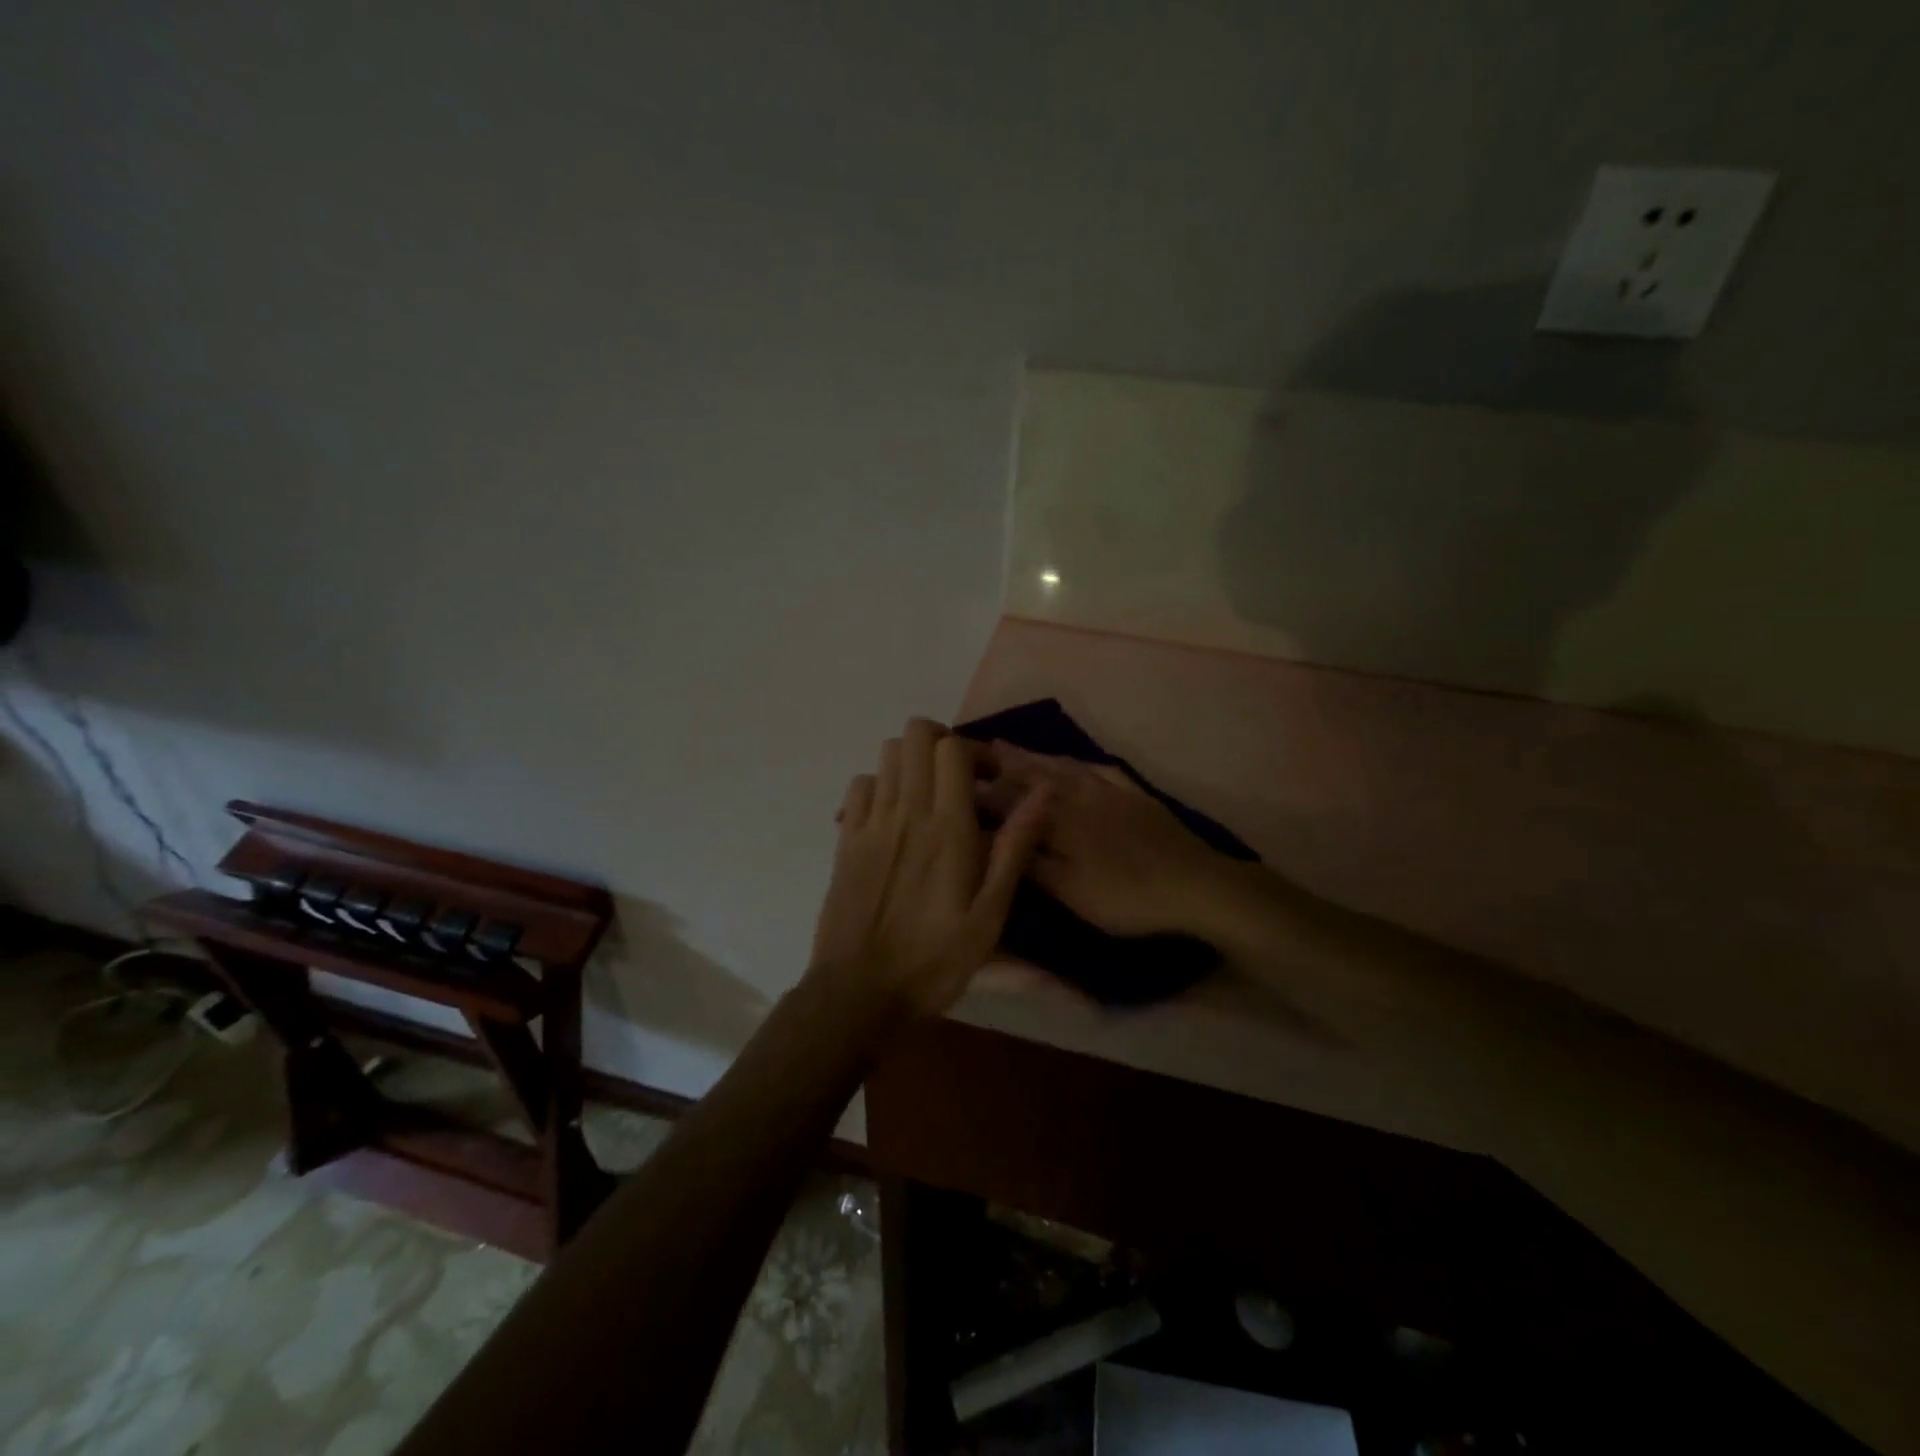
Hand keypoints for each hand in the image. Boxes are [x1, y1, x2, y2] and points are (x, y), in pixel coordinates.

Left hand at [808, 719, 1050, 1025]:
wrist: (859, 991)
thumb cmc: (934, 959)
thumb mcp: (990, 914)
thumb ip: (1014, 848)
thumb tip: (1042, 793)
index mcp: (947, 827)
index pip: (952, 748)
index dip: (975, 751)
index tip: (990, 781)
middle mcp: (905, 811)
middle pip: (916, 734)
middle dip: (942, 743)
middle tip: (960, 779)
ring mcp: (869, 822)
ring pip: (887, 753)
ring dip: (913, 761)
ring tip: (929, 795)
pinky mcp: (845, 838)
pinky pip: (860, 784)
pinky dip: (881, 784)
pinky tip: (894, 816)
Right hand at [975, 742, 1236, 939]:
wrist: (1194, 884)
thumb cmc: (1125, 896)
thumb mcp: (1070, 891)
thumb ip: (1030, 863)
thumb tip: (991, 840)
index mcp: (1057, 819)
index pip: (1010, 799)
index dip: (982, 792)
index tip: (955, 782)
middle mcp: (1077, 795)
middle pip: (1032, 774)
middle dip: (1001, 762)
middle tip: (974, 750)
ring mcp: (1108, 790)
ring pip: (1062, 767)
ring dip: (1033, 756)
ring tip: (1009, 747)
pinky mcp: (1134, 794)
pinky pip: (1097, 768)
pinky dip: (1077, 761)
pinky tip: (1071, 760)